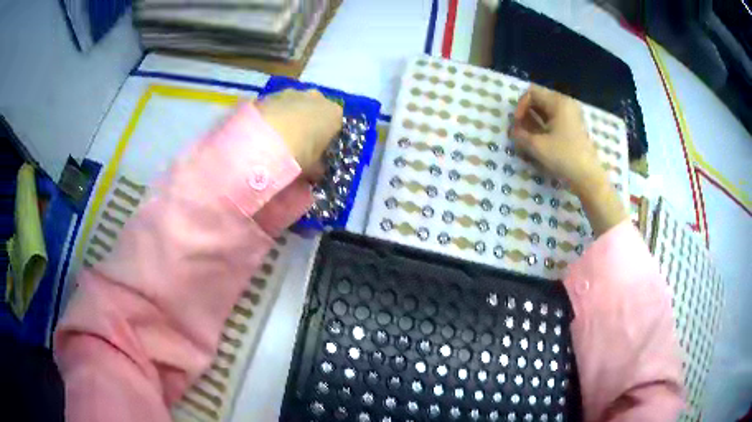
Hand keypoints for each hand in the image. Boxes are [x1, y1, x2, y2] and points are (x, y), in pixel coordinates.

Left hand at [257, 89, 342, 180]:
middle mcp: (317, 98)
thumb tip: (316, 170)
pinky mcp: (273, 93)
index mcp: (334, 114)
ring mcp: (294, 92)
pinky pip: (277, 105)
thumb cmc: (299, 153)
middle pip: (315, 110)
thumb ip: (318, 167)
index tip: (317, 150)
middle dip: (308, 123)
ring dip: (289, 116)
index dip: (326, 137)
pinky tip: (266, 130)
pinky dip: (274, 115)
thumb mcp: (313, 167)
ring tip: (277, 137)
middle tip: (297, 143)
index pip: (335, 125)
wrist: (265, 138)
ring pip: (295, 105)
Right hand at [509, 85, 604, 193]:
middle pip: (539, 99)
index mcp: (558, 102)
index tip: (517, 124)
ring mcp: (571, 115)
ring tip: (528, 136)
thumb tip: (512, 130)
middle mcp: (566, 103)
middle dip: (526, 113)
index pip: (532, 92)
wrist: (588, 177)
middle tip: (520, 130)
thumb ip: (520, 135)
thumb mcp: (537, 146)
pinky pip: (554, 118)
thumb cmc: (564, 158)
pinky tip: (539, 140)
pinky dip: (544, 125)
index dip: (520, 106)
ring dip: (534, 120)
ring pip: (546, 110)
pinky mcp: (574, 127)